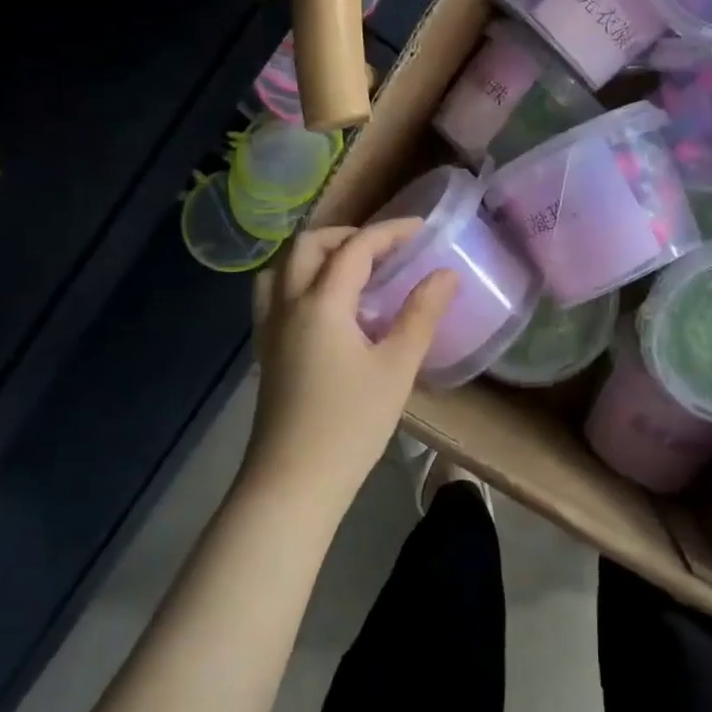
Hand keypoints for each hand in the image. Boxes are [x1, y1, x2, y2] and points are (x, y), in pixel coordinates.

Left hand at [247, 221, 457, 495]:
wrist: (294, 482)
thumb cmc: (351, 424)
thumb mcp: (397, 367)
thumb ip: (421, 314)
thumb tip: (445, 274)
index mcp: (321, 303)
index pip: (355, 248)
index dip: (390, 232)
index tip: (421, 230)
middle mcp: (287, 305)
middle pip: (308, 245)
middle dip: (348, 235)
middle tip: (385, 249)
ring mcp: (269, 328)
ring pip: (283, 266)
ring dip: (318, 254)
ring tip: (353, 270)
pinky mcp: (266, 350)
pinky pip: (275, 293)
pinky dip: (301, 278)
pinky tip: (328, 306)